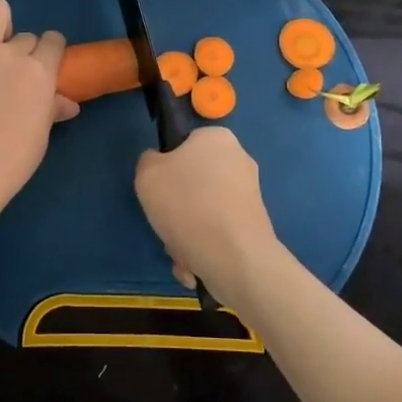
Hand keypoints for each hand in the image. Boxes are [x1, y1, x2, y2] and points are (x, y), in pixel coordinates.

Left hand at [0, 0, 78, 212]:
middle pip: (25, 36)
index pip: (54, 42)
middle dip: (24, 51)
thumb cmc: (10, 161)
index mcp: (39, 72)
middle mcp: (9, 54)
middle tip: (14, 75)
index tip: (46, 64)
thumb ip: (52, 110)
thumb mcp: (40, 136)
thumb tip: (69, 104)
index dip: (52, 50)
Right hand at [134, 127, 281, 308]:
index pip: (184, 144)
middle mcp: (239, 160)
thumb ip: (149, 162)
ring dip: (186, 232)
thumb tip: (161, 166)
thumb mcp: (147, 174)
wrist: (234, 256)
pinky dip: (203, 246)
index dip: (167, 167)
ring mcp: (250, 194)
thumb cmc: (186, 204)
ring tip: (181, 251)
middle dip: (177, 208)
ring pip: (203, 211)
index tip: (159, 189)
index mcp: (217, 137)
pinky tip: (195, 264)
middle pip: (194, 182)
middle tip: (167, 222)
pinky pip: (218, 232)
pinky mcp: (255, 224)